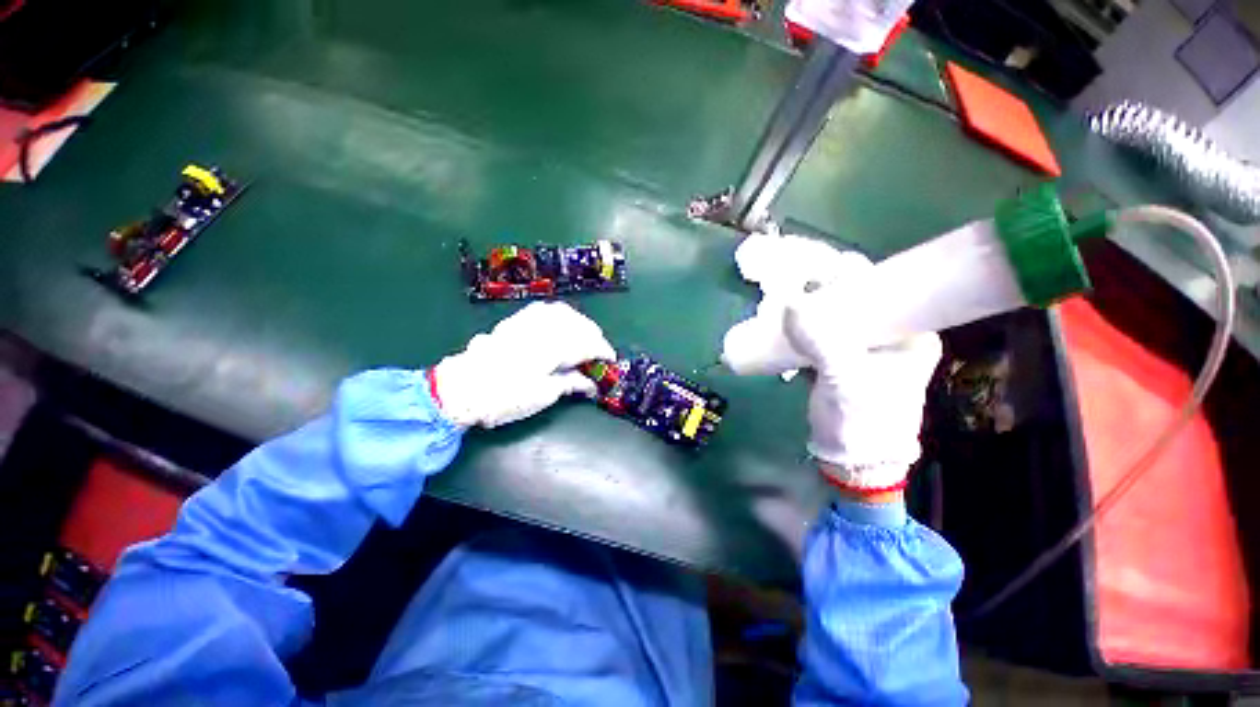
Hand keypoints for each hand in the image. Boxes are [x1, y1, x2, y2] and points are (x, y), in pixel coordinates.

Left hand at [432, 302, 615, 427]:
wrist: (462, 390)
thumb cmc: (504, 398)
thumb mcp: (542, 395)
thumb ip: (570, 383)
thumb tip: (590, 383)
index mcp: (553, 348)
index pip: (587, 343)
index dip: (603, 351)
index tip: (610, 360)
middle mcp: (543, 329)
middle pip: (578, 324)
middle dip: (594, 336)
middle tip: (598, 352)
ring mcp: (527, 322)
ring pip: (562, 312)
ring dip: (579, 323)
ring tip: (583, 337)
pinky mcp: (514, 322)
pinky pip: (543, 310)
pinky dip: (559, 315)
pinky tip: (561, 324)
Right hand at [782, 255, 941, 494]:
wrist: (852, 460)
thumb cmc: (862, 421)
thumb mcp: (846, 380)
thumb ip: (822, 343)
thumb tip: (790, 303)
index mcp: (910, 335)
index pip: (888, 289)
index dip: (856, 274)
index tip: (822, 268)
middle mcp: (890, 337)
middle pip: (857, 301)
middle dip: (825, 290)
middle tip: (796, 282)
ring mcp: (861, 349)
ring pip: (836, 317)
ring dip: (810, 307)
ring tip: (784, 297)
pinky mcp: (838, 360)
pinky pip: (820, 334)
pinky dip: (802, 326)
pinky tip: (784, 320)